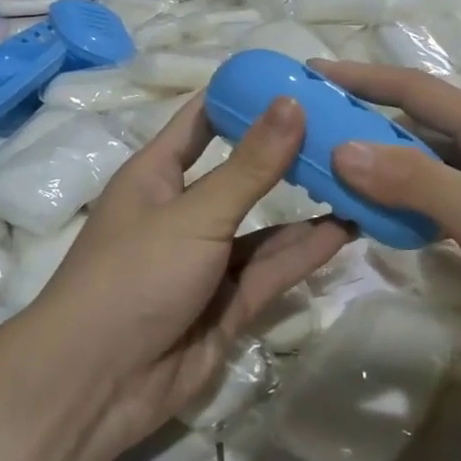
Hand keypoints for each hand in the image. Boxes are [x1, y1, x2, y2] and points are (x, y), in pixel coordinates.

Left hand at [24, 95, 351, 459]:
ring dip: (307, 206)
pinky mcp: (228, 304)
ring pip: (265, 226)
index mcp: (156, 175)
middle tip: (346, 130)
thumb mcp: (195, 214)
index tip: (296, 77)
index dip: (243, 96)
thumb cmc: (134, 276)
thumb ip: (249, 166)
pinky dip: (306, 251)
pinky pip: (272, 269)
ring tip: (361, 179)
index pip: (202, 120)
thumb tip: (291, 101)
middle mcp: (184, 212)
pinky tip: (349, 228)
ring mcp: (207, 261)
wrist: (99, 383)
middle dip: (288, 153)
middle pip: (242, 173)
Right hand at [313, 60, 460, 362]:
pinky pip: (439, 192)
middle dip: (364, 118)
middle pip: (416, 119)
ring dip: (382, 160)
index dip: (361, 76)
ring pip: (426, 158)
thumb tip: (342, 149)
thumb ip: (412, 180)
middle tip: (312, 127)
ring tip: (333, 169)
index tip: (312, 71)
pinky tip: (382, 214)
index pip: (413, 88)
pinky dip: (405, 196)